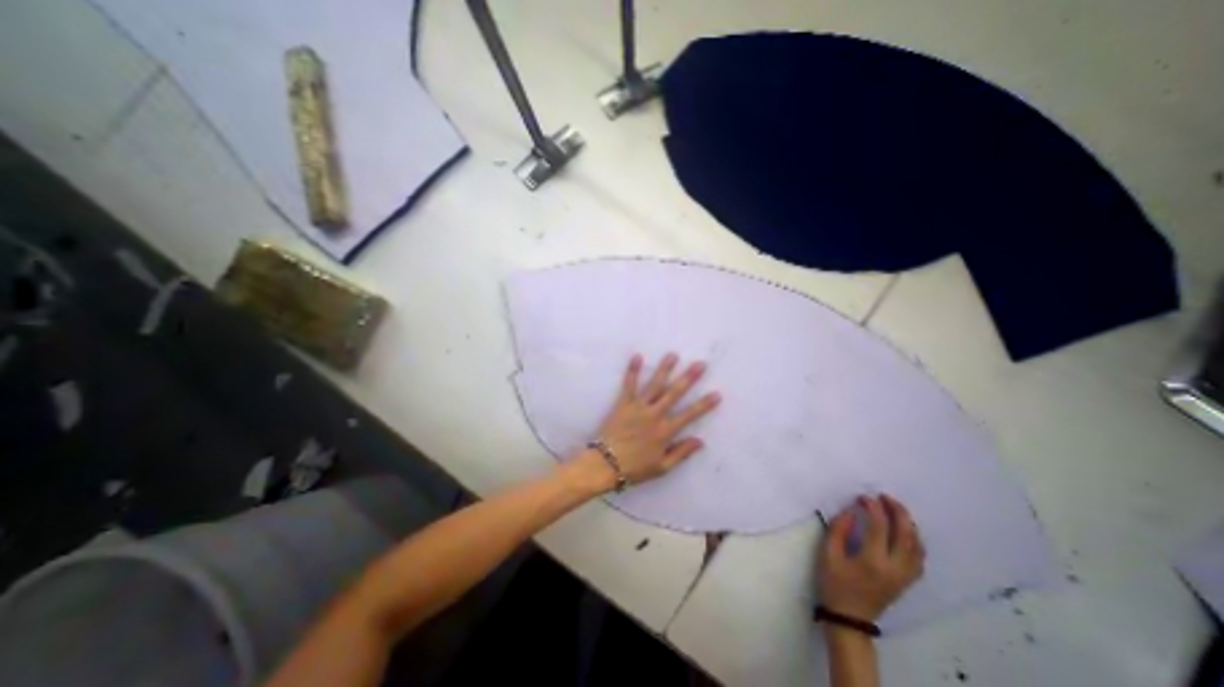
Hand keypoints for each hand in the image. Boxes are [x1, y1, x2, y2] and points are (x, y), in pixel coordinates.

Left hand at [580, 355, 718, 488]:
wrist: (606, 464)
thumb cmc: (635, 468)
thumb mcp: (662, 467)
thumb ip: (682, 453)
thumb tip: (701, 441)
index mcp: (665, 431)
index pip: (689, 415)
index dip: (704, 404)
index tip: (717, 393)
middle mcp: (654, 415)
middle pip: (674, 393)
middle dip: (688, 378)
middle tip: (700, 364)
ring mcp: (638, 407)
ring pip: (655, 385)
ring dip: (665, 369)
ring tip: (673, 355)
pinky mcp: (623, 404)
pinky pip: (629, 385)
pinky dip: (633, 371)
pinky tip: (637, 356)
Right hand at [817, 493, 924, 620]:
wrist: (850, 617)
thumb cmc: (834, 583)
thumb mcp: (828, 554)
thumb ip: (838, 529)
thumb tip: (851, 511)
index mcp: (873, 561)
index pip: (880, 527)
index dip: (873, 508)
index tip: (863, 496)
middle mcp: (895, 568)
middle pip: (905, 535)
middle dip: (897, 511)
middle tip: (885, 496)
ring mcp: (904, 576)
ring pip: (917, 546)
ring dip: (908, 524)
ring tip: (895, 508)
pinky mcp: (907, 581)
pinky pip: (919, 558)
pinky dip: (915, 540)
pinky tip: (905, 531)